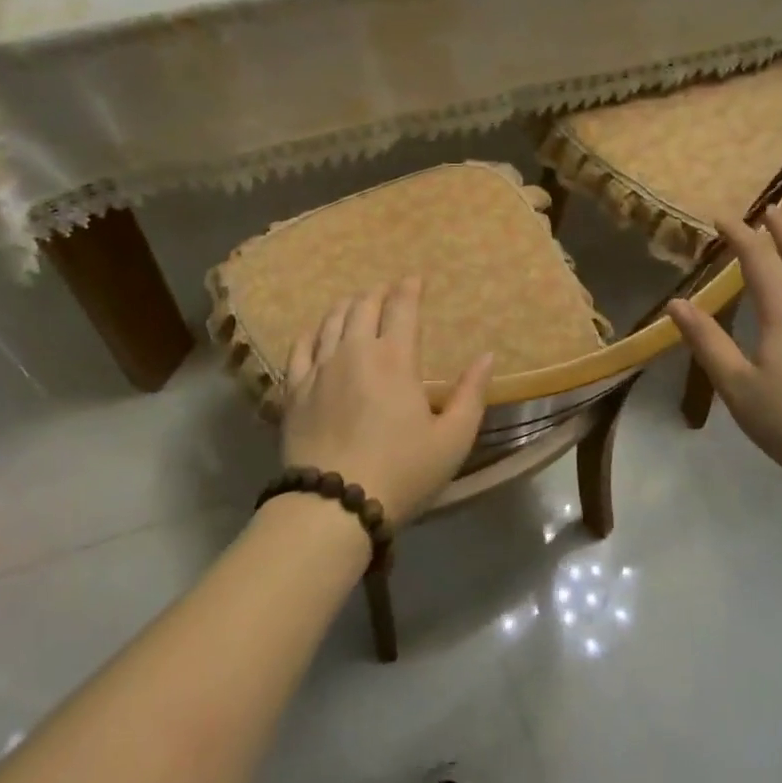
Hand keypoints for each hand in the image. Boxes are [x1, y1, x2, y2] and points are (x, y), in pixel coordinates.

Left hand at [280, 278, 493, 525]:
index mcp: (395, 359)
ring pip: (330, 321)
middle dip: (377, 292)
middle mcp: (354, 352)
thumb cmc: (402, 472)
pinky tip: (316, 332)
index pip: (402, 308)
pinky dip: (312, 332)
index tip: (414, 279)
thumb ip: (472, 394)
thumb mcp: (453, 439)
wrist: (334, 504)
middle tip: (386, 291)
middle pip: (363, 306)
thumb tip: (487, 356)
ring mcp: (319, 369)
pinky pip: (300, 347)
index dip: (409, 288)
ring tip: (355, 303)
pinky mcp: (294, 389)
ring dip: (346, 306)